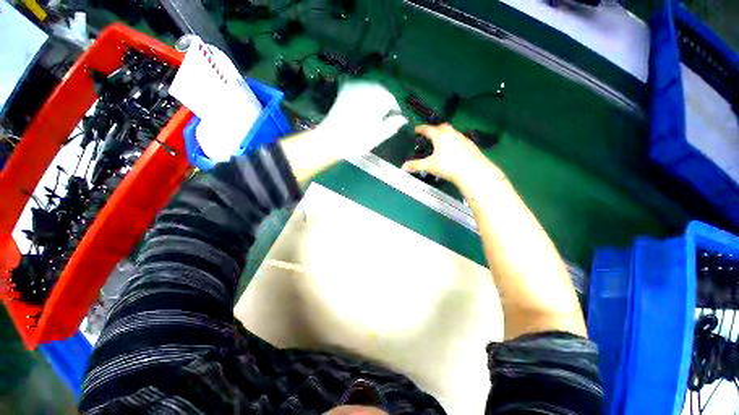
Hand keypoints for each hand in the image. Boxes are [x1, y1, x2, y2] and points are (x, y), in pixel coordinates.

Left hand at [317, 81, 407, 158]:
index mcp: (377, 100)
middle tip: (385, 116)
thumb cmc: (357, 141)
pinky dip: (364, 95)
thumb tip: (403, 119)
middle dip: (385, 102)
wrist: (330, 139)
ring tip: (374, 112)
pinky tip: (363, 106)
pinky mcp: (345, 92)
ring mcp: (354, 89)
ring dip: (375, 98)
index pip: (391, 100)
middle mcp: (367, 89)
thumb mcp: (378, 136)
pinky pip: (360, 89)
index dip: (394, 110)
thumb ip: (392, 125)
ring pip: (371, 89)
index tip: (394, 119)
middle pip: (381, 92)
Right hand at [402, 124, 498, 185]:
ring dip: (445, 135)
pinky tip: (453, 150)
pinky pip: (459, 139)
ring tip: (440, 143)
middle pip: (441, 127)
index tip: (416, 130)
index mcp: (440, 135)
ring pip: (452, 132)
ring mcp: (462, 138)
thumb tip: (403, 166)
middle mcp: (452, 133)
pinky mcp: (470, 145)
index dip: (421, 129)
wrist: (472, 171)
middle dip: (434, 129)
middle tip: (429, 134)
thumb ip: (416, 165)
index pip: (428, 129)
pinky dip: (453, 141)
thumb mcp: (430, 166)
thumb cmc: (448, 166)